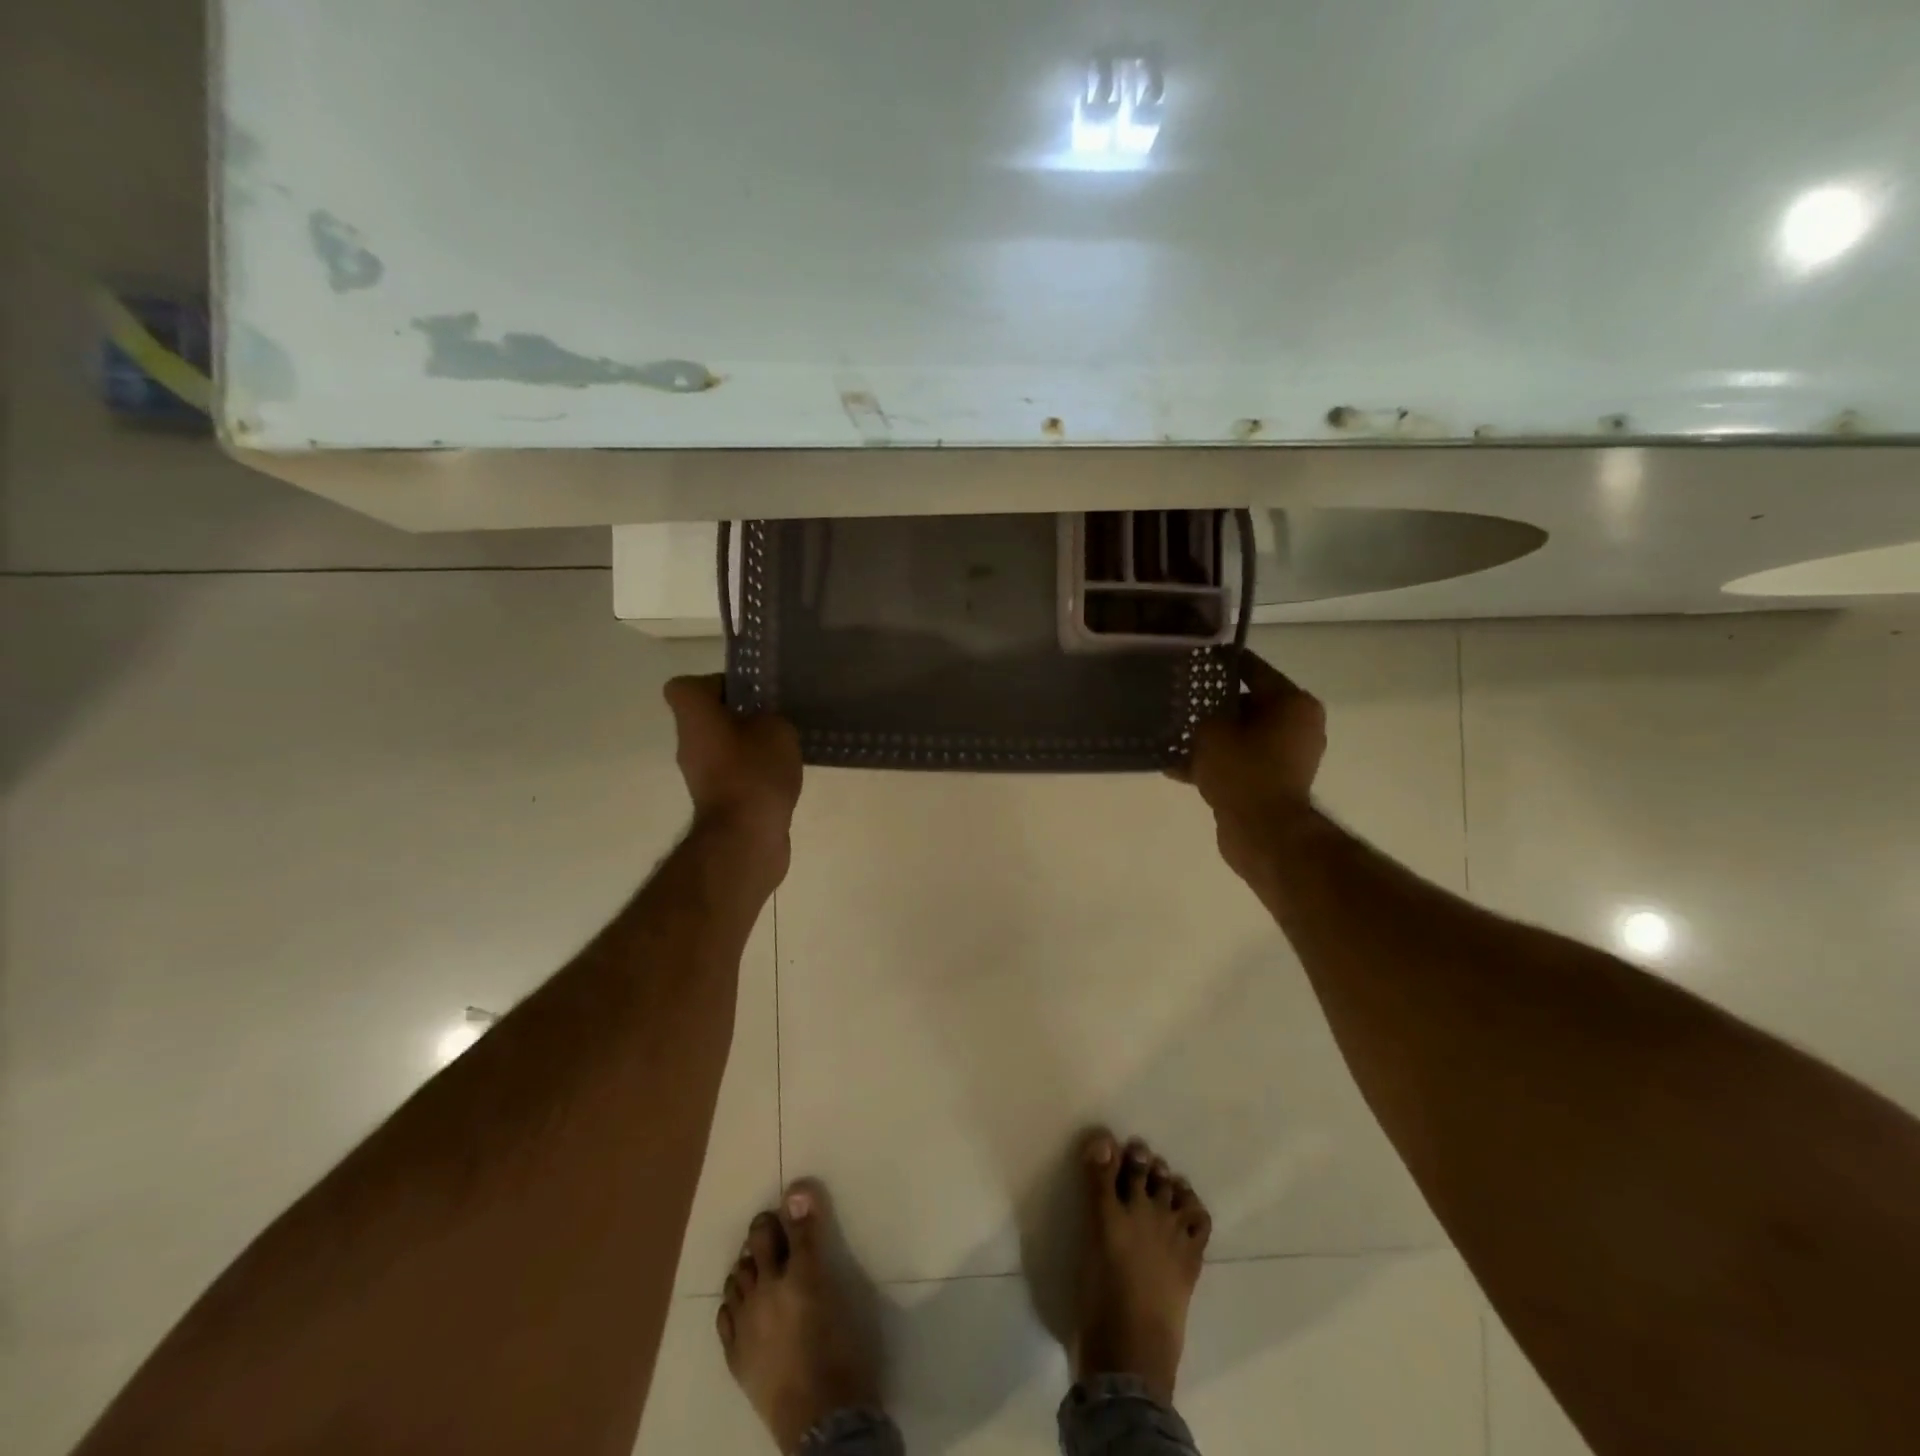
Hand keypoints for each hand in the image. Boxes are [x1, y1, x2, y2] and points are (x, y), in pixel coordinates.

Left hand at [663, 675, 801, 869]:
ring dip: (750, 744)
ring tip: (785, 747)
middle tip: (775, 716)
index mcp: (694, 717)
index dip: (716, 684)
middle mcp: (689, 743)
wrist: (745, 837)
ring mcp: (700, 775)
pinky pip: (734, 773)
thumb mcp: (777, 728)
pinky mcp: (717, 801)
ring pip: (723, 746)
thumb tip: (766, 722)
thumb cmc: (755, 771)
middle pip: (708, 717)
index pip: (685, 686)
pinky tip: (783, 775)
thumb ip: (771, 716)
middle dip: (741, 715)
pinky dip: (754, 772)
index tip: (748, 693)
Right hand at [1182, 652, 1326, 881]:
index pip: (1253, 669)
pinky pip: (1241, 762)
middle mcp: (1298, 725)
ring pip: (1241, 736)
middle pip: (1248, 705)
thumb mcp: (1212, 731)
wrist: (1263, 832)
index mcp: (1293, 703)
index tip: (1194, 659)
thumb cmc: (1243, 770)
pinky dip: (1215, 763)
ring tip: (1173, 736)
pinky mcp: (1275, 782)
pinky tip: (1177, 767)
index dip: (1221, 664)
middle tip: (1178, 702)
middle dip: (1212, 706)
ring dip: (1211, 738)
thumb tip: (1202, 713)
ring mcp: (1289, 756)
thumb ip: (1204, 713)